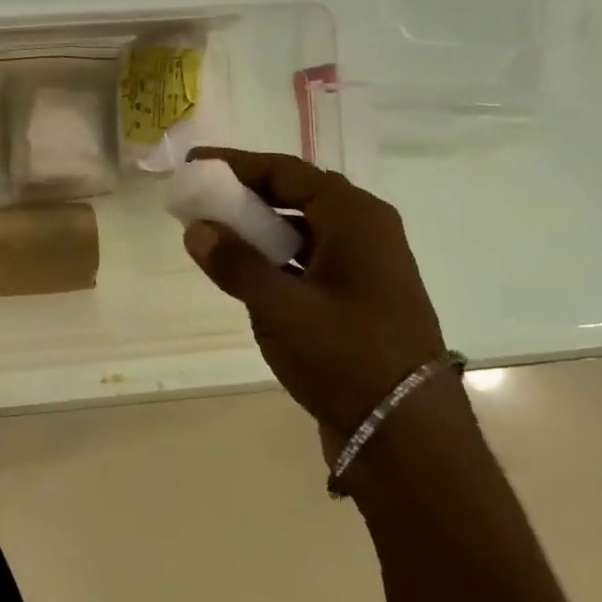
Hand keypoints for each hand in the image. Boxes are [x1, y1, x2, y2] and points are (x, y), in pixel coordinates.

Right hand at [181, 148, 453, 455]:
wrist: (407, 437)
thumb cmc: (346, 358)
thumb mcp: (280, 307)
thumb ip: (235, 263)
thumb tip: (196, 229)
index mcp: (356, 218)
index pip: (286, 171)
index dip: (236, 164)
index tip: (195, 164)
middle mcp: (366, 232)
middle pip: (296, 194)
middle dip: (246, 193)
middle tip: (200, 196)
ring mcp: (365, 267)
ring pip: (302, 228)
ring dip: (258, 226)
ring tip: (214, 232)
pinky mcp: (358, 299)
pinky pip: (308, 259)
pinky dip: (274, 256)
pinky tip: (245, 271)